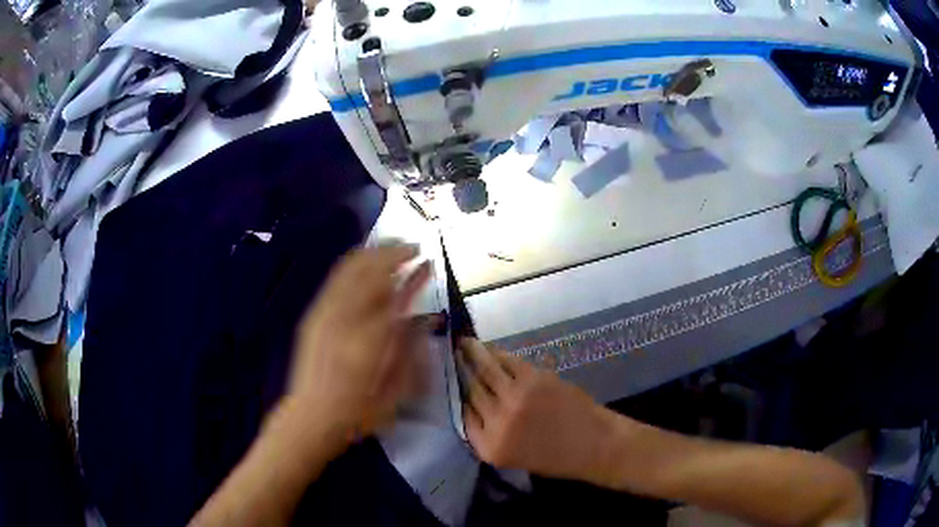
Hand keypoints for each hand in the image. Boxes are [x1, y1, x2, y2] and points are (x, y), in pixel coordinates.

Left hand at [286, 246, 431, 449]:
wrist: (310, 417)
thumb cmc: (358, 411)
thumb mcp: (395, 389)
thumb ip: (410, 349)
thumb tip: (427, 318)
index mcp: (370, 338)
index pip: (395, 290)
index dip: (412, 271)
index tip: (427, 259)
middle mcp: (346, 316)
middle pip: (370, 269)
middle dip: (392, 251)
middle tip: (412, 247)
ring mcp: (325, 312)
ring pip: (350, 268)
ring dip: (373, 253)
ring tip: (391, 248)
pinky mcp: (314, 314)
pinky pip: (335, 279)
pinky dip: (354, 264)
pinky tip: (365, 263)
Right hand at [460, 338, 616, 480]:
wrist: (594, 445)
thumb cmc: (556, 456)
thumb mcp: (512, 456)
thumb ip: (489, 433)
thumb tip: (471, 403)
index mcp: (488, 447)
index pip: (463, 416)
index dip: (456, 395)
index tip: (450, 379)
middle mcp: (496, 423)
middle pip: (471, 392)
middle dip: (460, 371)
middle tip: (451, 354)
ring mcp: (514, 400)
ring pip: (485, 372)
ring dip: (472, 354)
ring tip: (463, 343)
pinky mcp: (533, 380)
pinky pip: (508, 362)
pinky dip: (497, 353)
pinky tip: (490, 348)